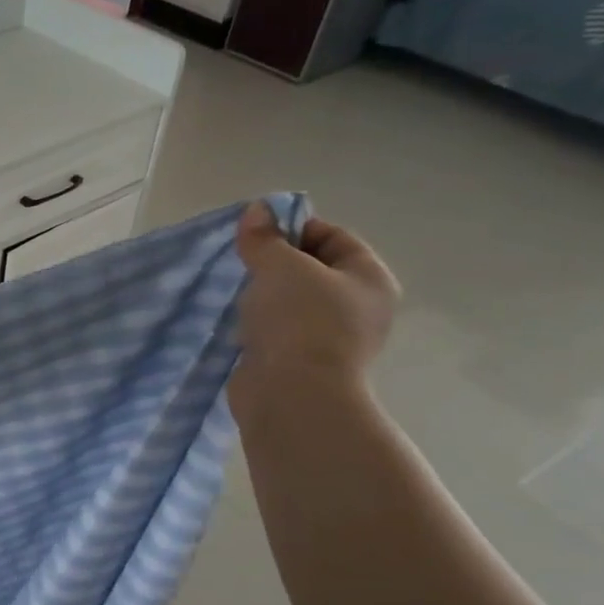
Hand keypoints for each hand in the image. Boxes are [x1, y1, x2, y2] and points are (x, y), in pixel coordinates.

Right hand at [230, 202, 399, 417]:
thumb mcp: (280, 266)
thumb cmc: (299, 320)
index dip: (294, 227)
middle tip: (241, 261)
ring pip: (291, 302)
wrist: (292, 393)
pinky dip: (257, 323)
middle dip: (274, 262)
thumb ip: (265, 237)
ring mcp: (330, 338)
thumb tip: (256, 210)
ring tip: (234, 291)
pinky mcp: (300, 361)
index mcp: (369, 278)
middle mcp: (358, 306)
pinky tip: (234, 322)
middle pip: (312, 269)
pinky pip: (276, 330)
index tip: (255, 233)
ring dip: (262, 295)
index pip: (333, 236)